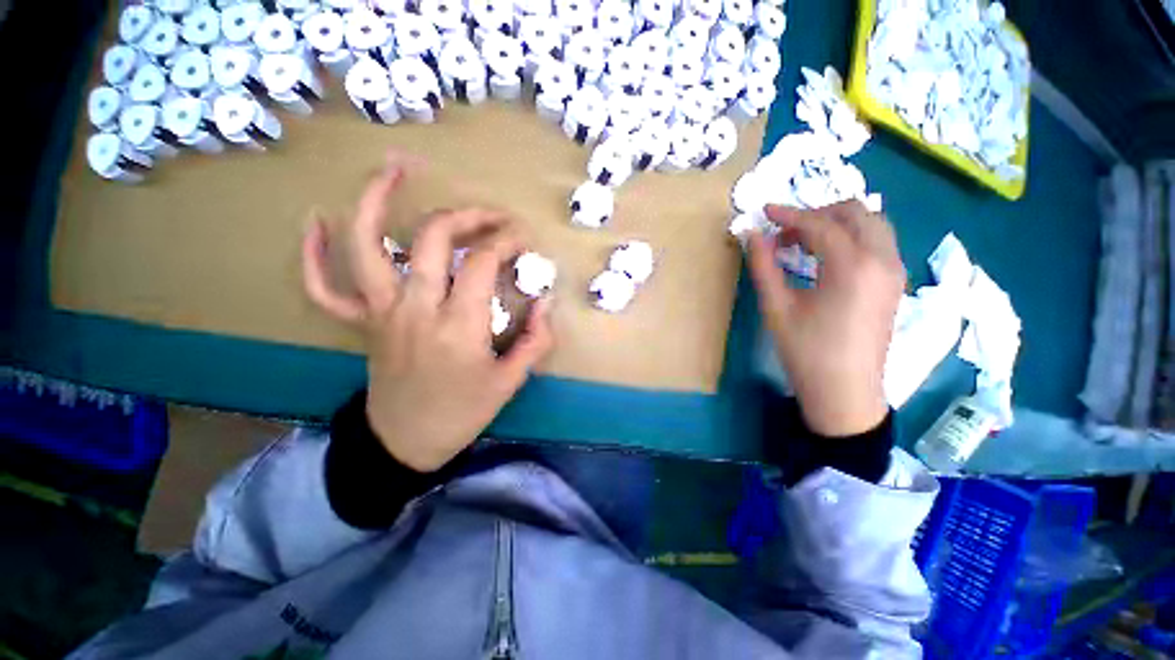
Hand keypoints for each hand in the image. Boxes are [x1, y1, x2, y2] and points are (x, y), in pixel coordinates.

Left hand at [301, 153, 553, 471]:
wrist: (407, 441)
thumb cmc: (462, 412)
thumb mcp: (510, 381)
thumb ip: (535, 339)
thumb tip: (546, 302)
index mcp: (457, 325)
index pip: (481, 262)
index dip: (505, 241)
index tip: (522, 239)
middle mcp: (414, 307)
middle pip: (433, 238)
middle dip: (467, 216)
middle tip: (491, 217)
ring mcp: (380, 312)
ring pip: (366, 244)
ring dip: (375, 199)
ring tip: (395, 168)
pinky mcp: (361, 323)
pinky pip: (323, 286)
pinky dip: (314, 253)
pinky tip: (316, 221)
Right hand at [748, 202, 904, 436]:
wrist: (845, 392)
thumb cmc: (806, 352)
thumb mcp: (776, 308)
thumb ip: (763, 266)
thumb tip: (752, 235)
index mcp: (853, 266)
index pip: (820, 224)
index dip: (789, 215)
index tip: (764, 212)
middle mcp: (883, 260)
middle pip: (855, 212)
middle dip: (816, 213)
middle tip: (784, 231)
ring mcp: (895, 271)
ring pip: (871, 224)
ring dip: (836, 223)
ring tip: (802, 242)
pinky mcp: (895, 283)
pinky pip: (877, 242)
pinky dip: (850, 237)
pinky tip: (825, 257)